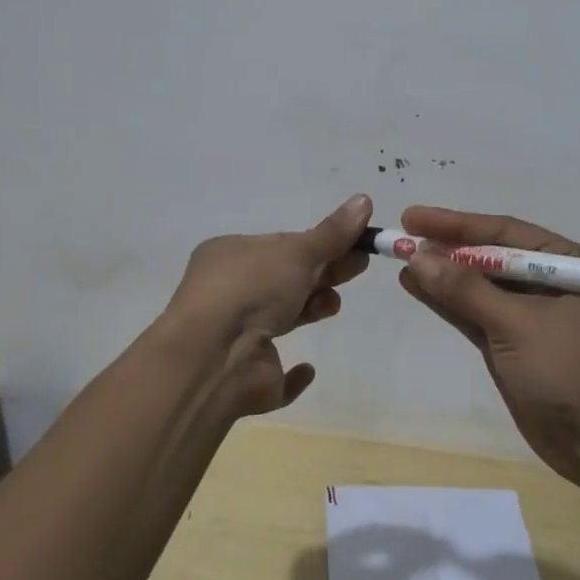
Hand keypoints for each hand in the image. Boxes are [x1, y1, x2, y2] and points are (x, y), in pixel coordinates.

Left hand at [165, 193, 372, 416]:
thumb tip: (365, 200)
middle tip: (359, 265)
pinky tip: (308, 369)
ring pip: (281, 320)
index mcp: (229, 256)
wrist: (214, 356)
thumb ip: (332, 234)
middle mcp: (228, 294)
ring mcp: (236, 338)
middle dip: (323, 273)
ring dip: (312, 308)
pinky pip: (274, 374)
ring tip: (333, 304)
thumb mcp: (297, 252)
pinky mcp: (249, 378)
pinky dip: (293, 374)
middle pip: (286, 280)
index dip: (318, 244)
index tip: (353, 243)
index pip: (280, 245)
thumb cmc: (251, 288)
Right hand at [395, 205, 579, 489]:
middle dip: (446, 248)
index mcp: (566, 262)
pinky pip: (475, 315)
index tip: (412, 218)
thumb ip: (466, 289)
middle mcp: (548, 282)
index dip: (455, 224)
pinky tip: (418, 288)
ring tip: (401, 261)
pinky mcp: (513, 347)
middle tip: (400, 239)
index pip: (503, 233)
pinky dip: (448, 303)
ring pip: (478, 287)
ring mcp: (530, 317)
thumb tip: (416, 255)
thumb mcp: (518, 324)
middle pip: (489, 257)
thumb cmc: (571, 371)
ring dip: (442, 275)